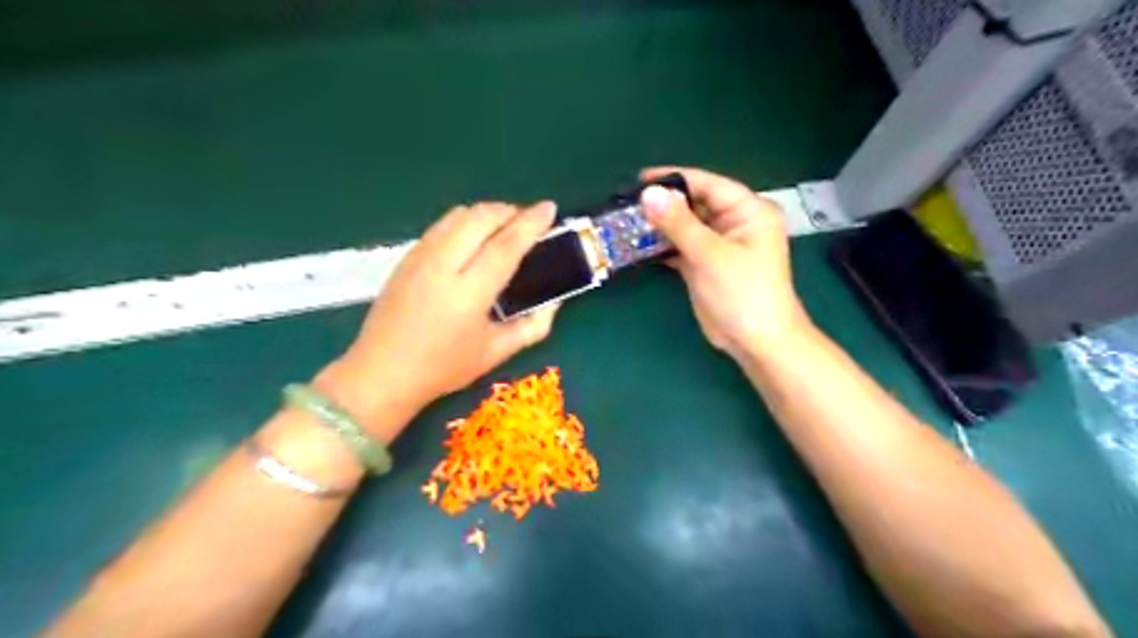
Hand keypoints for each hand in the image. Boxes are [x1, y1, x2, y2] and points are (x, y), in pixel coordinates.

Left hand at [318, 202, 559, 430]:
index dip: (530, 223)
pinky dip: (465, 221)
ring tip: (503, 227)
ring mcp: (420, 257)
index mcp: (469, 293)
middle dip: (510, 211)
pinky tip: (473, 239)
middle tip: (528, 221)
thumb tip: (555, 303)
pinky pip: (441, 225)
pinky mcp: (406, 257)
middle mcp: (443, 266)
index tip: (549, 208)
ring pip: (458, 215)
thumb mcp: (496, 353)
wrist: (382, 372)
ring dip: (487, 213)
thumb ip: (533, 327)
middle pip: (480, 218)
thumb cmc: (443, 368)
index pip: (505, 245)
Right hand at [640, 166, 808, 361]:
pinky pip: (682, 247)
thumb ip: (678, 222)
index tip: (640, 179)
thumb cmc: (742, 293)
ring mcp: (720, 245)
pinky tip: (639, 245)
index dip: (674, 179)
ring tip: (628, 221)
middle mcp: (735, 223)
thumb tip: (649, 193)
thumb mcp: (710, 254)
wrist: (756, 341)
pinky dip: (663, 246)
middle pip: (695, 204)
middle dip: (664, 204)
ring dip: (661, 226)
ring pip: (686, 226)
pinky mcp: (706, 264)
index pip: (708, 184)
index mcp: (748, 211)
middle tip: (628, 203)